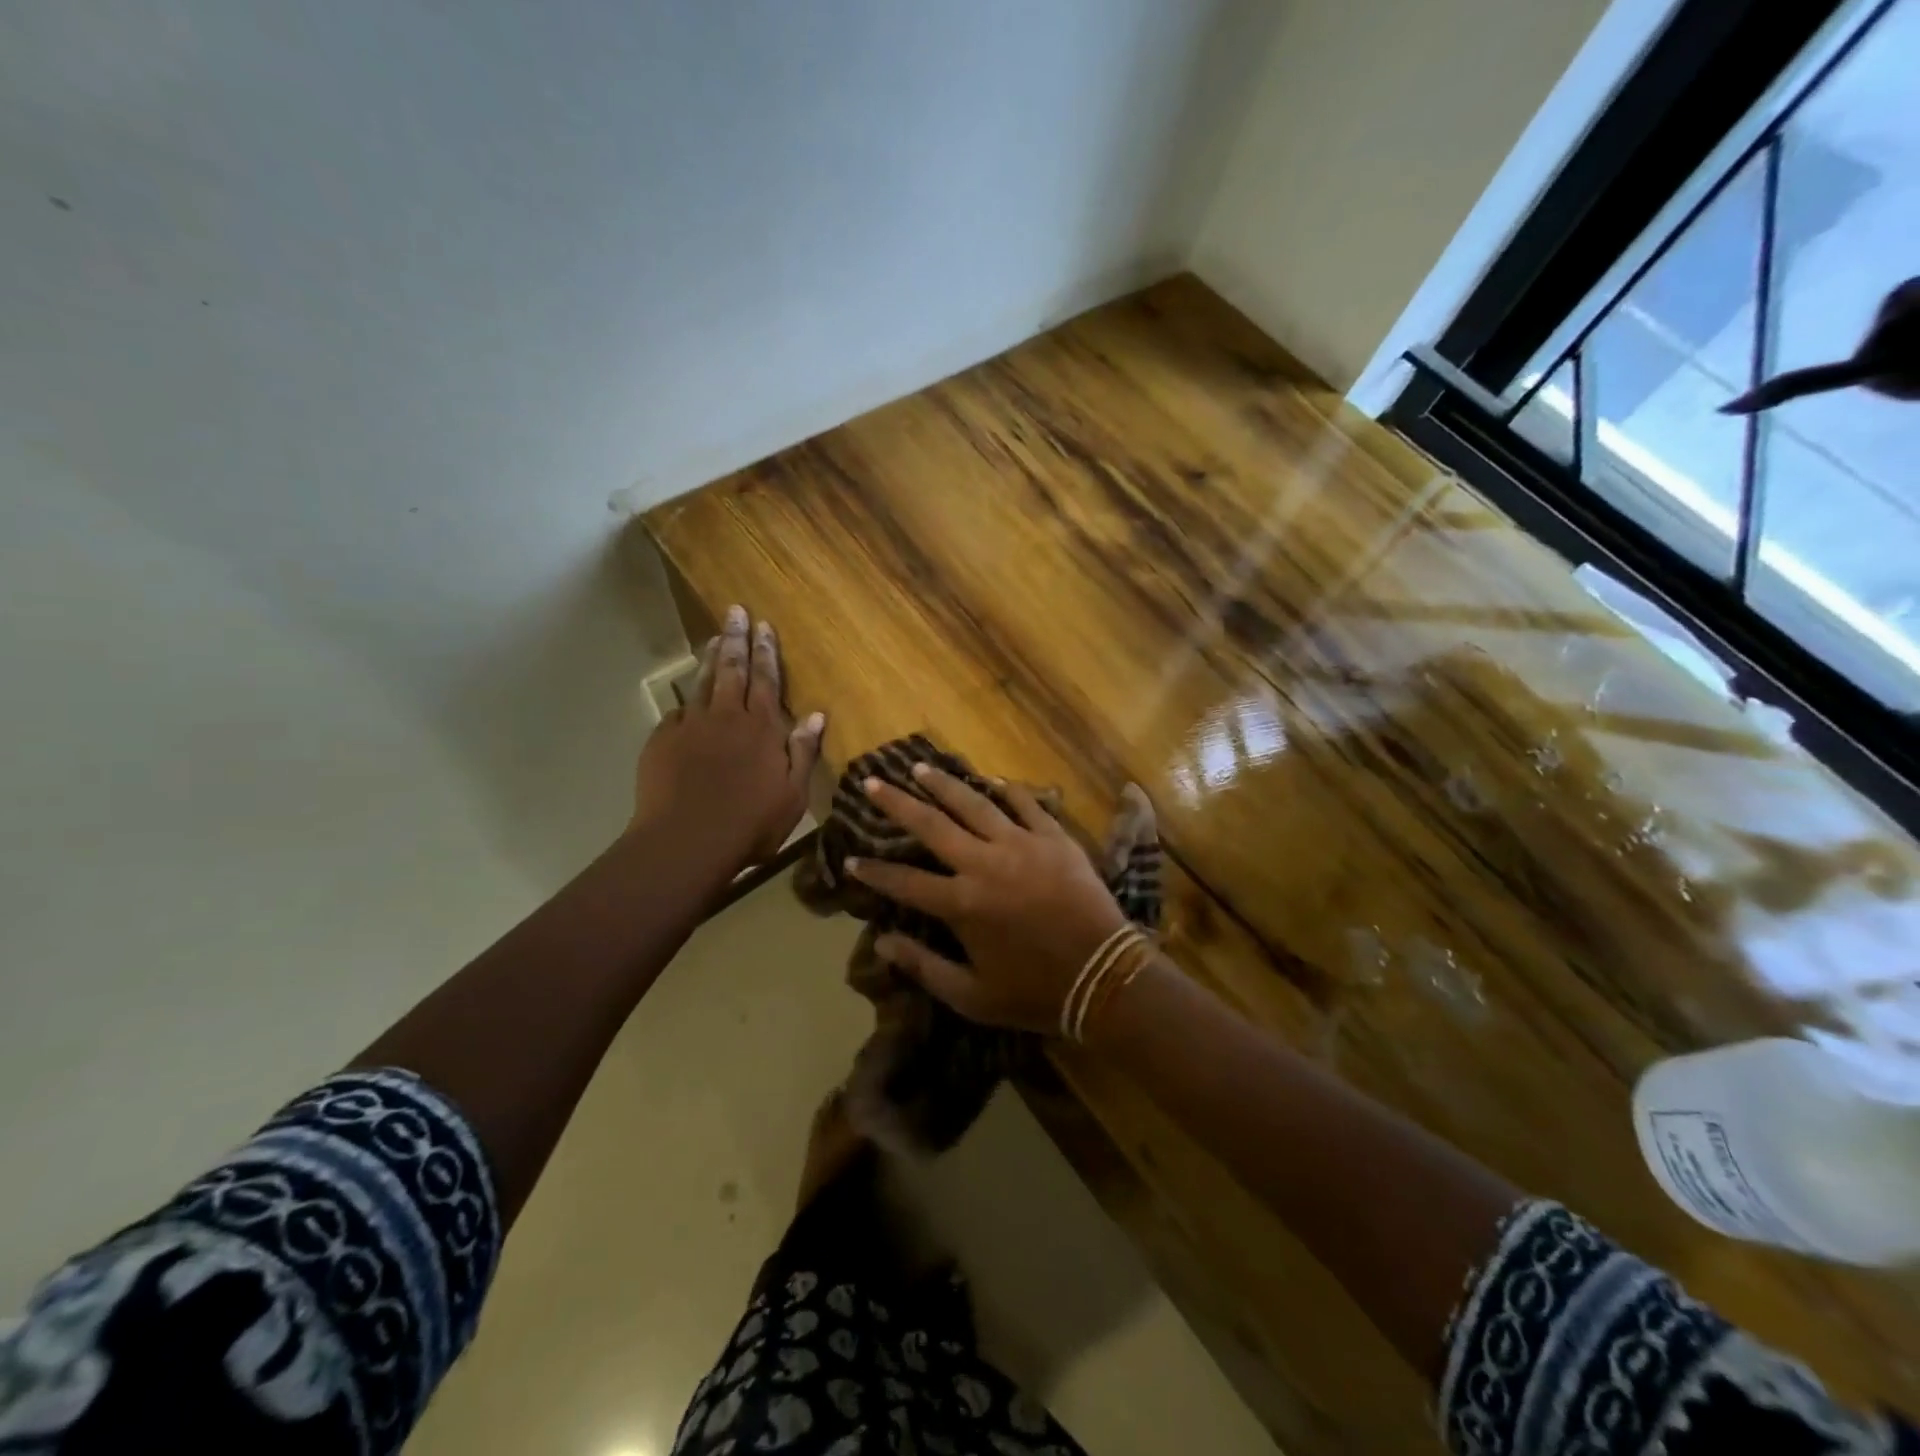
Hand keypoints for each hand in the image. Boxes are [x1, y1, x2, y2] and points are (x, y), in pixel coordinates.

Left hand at [631, 604, 824, 874]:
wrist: (687, 841)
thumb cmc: (751, 823)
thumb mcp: (793, 794)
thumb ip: (803, 752)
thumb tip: (818, 715)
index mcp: (762, 728)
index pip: (766, 680)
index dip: (766, 652)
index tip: (764, 626)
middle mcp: (727, 717)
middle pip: (733, 669)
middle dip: (737, 639)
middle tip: (736, 612)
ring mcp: (691, 726)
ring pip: (703, 682)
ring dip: (711, 658)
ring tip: (715, 637)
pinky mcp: (664, 740)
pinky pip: (679, 712)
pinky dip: (687, 699)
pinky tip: (688, 697)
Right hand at [846, 764, 1129, 1033]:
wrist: (1105, 976)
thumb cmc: (1035, 992)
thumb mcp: (972, 996)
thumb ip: (924, 966)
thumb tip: (881, 941)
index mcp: (962, 904)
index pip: (904, 882)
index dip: (873, 871)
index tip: (850, 859)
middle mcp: (984, 864)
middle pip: (931, 824)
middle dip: (896, 803)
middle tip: (873, 782)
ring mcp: (1021, 845)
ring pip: (974, 803)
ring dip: (943, 784)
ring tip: (920, 768)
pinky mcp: (1054, 838)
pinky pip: (1026, 804)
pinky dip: (1007, 790)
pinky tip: (991, 779)